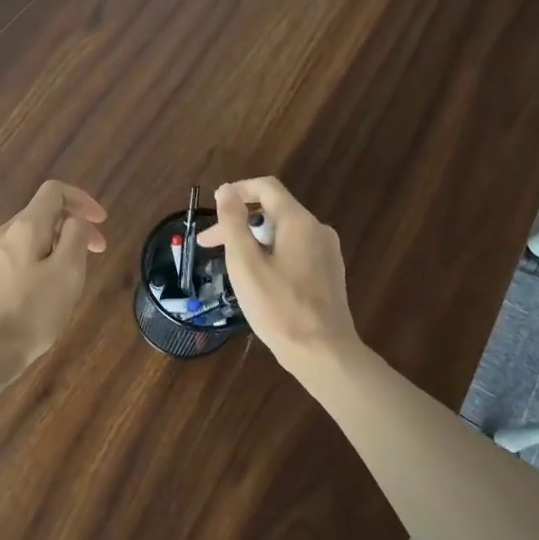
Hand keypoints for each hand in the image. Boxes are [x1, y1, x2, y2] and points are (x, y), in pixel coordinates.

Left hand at [0, 181, 107, 373]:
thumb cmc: (30, 313)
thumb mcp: (67, 274)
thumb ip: (75, 238)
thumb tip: (74, 222)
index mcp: (25, 227)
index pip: (54, 191)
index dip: (82, 200)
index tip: (101, 224)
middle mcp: (2, 234)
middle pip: (41, 215)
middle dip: (72, 228)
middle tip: (95, 254)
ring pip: (29, 240)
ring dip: (56, 248)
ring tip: (71, 280)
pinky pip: (16, 260)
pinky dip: (37, 264)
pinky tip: (42, 296)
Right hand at [196, 177, 358, 374]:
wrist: (323, 352)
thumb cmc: (278, 307)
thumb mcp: (245, 264)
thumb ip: (234, 223)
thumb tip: (225, 190)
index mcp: (298, 222)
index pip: (266, 187)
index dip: (237, 190)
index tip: (213, 209)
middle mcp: (318, 230)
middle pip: (273, 211)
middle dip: (239, 223)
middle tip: (209, 246)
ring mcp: (327, 253)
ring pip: (283, 233)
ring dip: (253, 240)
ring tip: (231, 266)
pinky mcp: (329, 274)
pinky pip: (295, 251)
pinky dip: (272, 254)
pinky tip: (259, 280)